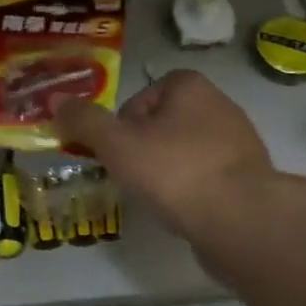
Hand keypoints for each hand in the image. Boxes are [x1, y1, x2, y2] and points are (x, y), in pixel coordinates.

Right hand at [53, 69, 273, 235]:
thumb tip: (56, 100)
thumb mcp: (116, 143)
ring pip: (184, 151)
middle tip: (131, 175)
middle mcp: (220, 104)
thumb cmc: (174, 171)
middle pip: (162, 123)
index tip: (117, 152)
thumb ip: (84, 121)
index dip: (122, 125)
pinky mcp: (249, 176)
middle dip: (143, 148)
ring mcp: (239, 142)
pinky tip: (183, 210)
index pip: (141, 96)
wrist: (240, 219)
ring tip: (157, 196)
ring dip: (167, 170)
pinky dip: (191, 189)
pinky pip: (207, 176)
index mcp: (190, 86)